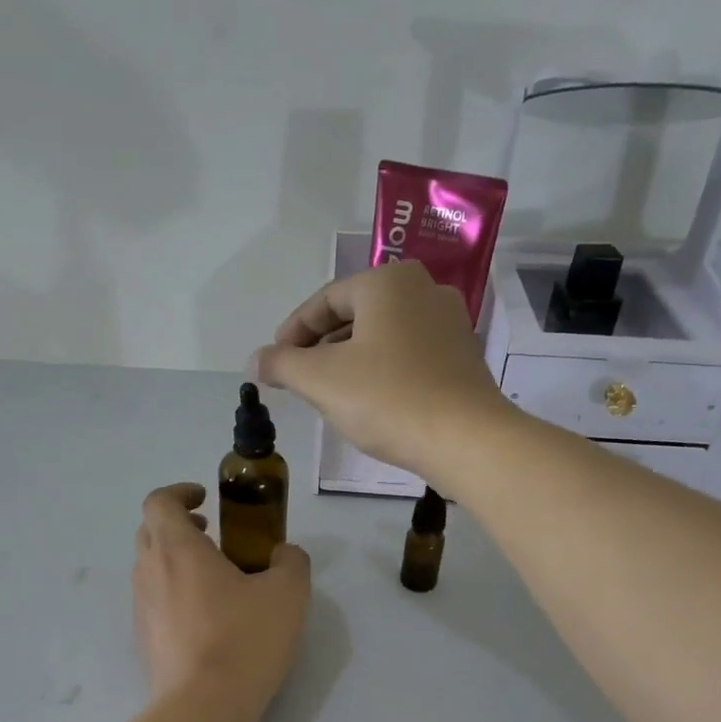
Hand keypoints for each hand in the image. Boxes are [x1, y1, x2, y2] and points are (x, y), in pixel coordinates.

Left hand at [133, 483, 309, 713]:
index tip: (206, 500)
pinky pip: (153, 600)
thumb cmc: (244, 639)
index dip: (180, 492)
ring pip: (149, 567)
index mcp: (177, 549)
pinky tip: (205, 617)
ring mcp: (141, 607)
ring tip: (213, 577)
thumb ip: (291, 561)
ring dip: (174, 559)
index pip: (159, 501)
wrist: (204, 706)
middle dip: (177, 524)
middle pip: (149, 531)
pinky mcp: (143, 639)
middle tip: (211, 534)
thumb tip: (284, 554)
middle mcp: (149, 571)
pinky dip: (172, 591)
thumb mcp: (288, 593)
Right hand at [251, 261, 515, 485]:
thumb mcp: (321, 380)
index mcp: (388, 282)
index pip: (325, 300)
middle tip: (298, 378)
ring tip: (328, 393)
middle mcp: (423, 290)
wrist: (465, 439)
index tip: (274, 361)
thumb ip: (282, 364)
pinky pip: (407, 355)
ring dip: (349, 360)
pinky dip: (381, 371)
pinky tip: (369, 402)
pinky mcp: (462, 358)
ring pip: (382, 336)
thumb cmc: (387, 399)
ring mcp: (449, 323)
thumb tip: (255, 360)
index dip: (292, 331)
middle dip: (321, 346)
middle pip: (355, 315)